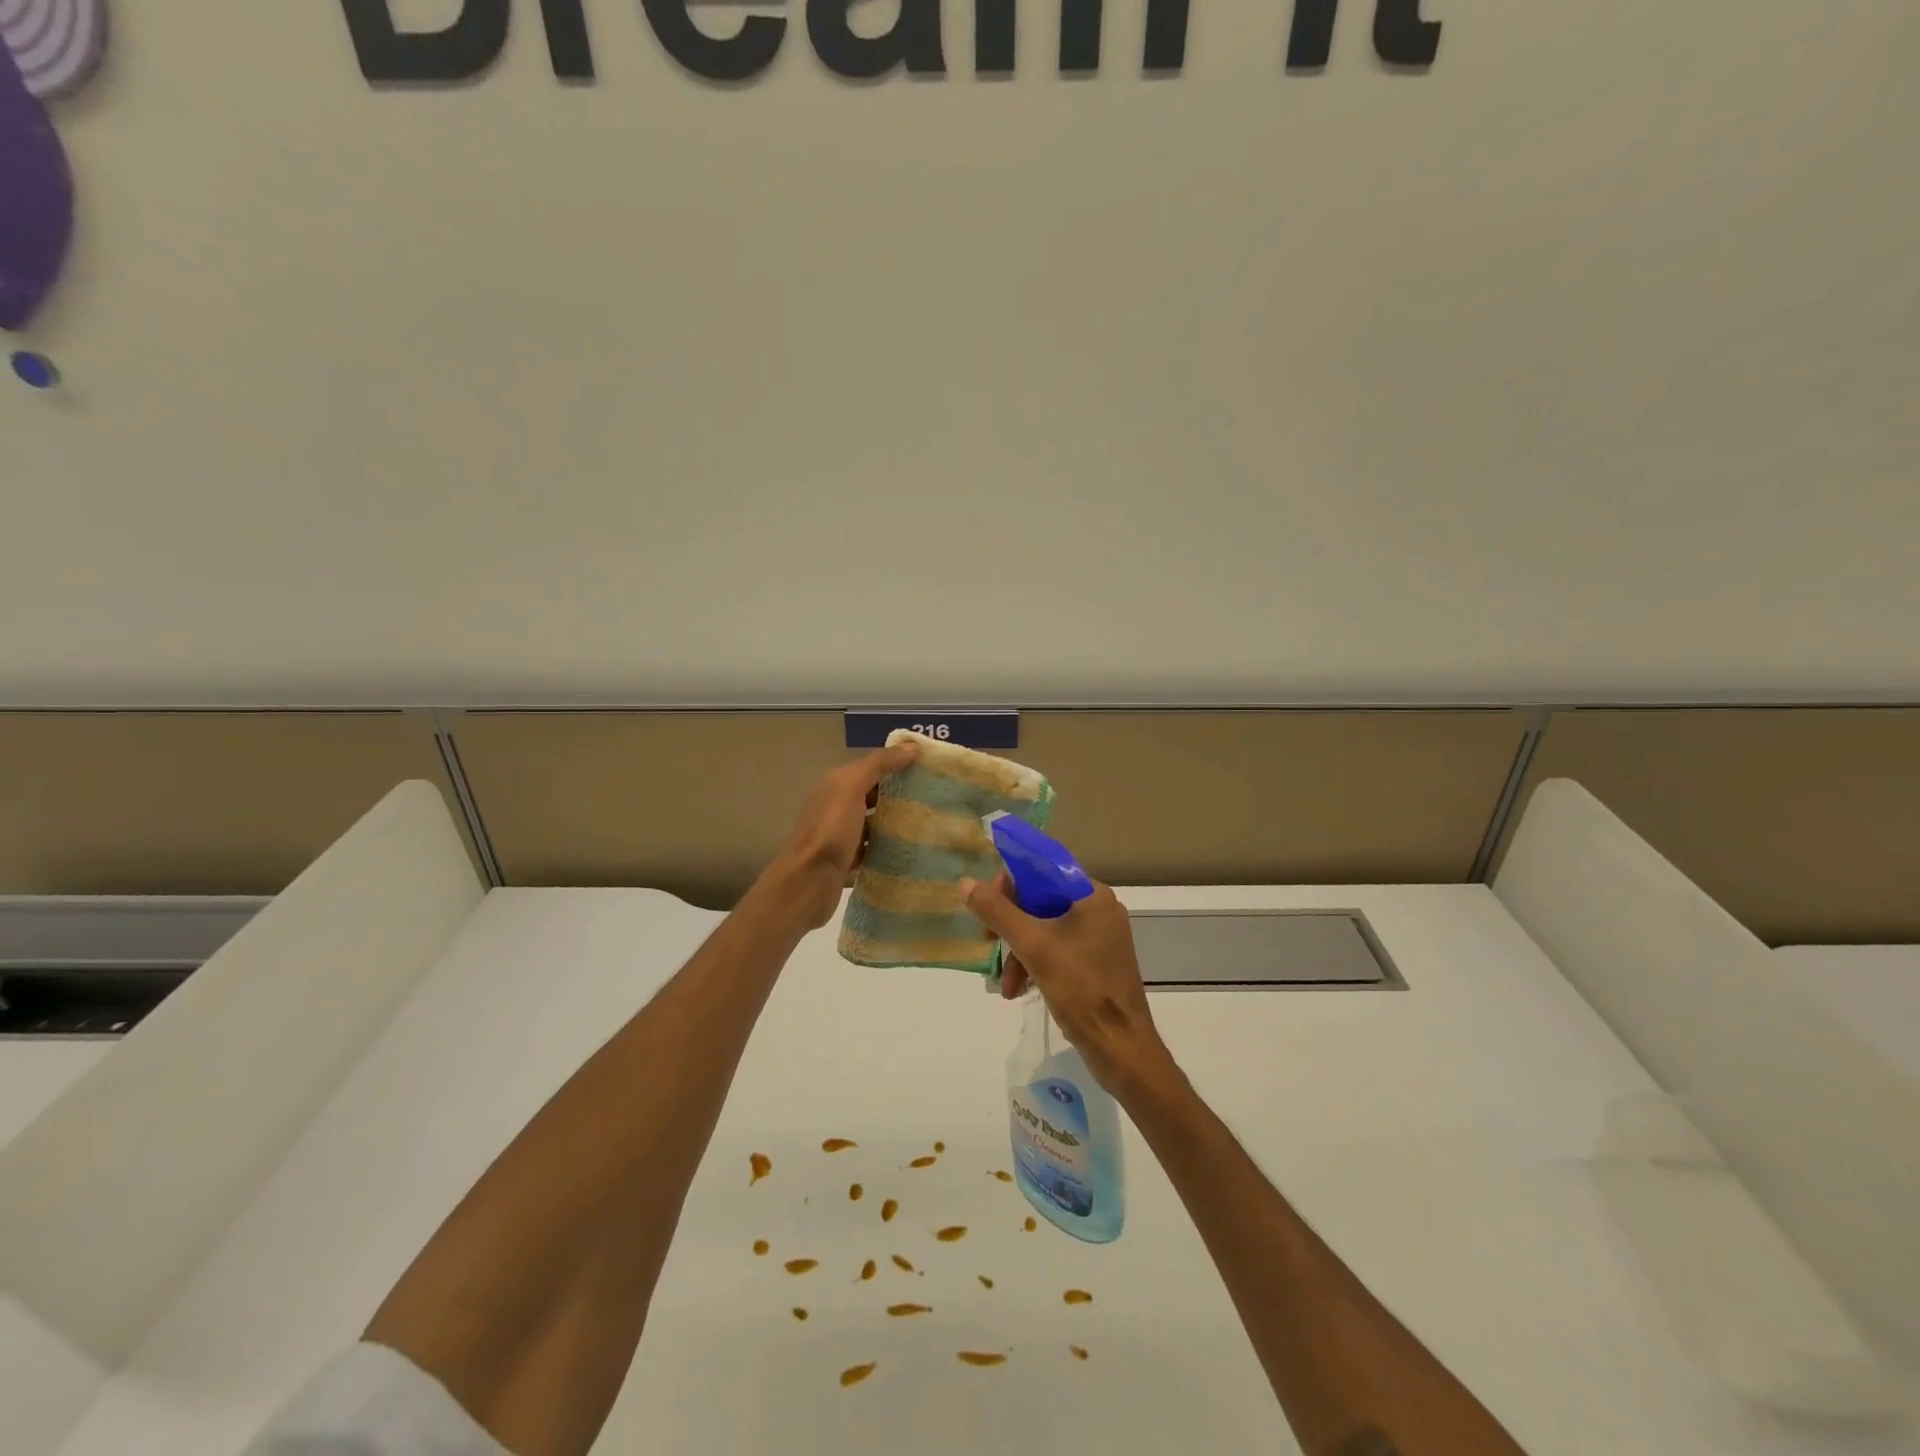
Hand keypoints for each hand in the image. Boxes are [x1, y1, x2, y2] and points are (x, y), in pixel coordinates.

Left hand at [766, 741, 919, 928]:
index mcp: (835, 784)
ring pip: (874, 821)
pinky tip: (910, 848)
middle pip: (873, 793)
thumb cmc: (830, 829)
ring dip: (896, 820)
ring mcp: (840, 834)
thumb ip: (879, 764)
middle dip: (900, 793)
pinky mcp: (847, 859)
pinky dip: (888, 846)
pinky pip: (872, 847)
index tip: (929, 768)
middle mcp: (835, 805)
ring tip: (929, 821)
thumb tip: (911, 747)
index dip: (897, 764)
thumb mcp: (851, 787)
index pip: (871, 767)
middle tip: (935, 796)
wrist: (809, 881)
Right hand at [959, 871, 1174, 1098]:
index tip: (987, 905)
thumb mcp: (1032, 946)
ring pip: (1047, 930)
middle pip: (1042, 902)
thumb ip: (998, 912)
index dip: (1011, 884)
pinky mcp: (1098, 964)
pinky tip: (1019, 990)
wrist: (1121, 1048)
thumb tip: (966, 883)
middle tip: (987, 942)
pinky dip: (1037, 965)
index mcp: (1093, 896)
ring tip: (1004, 984)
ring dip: (1020, 952)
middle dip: (1012, 926)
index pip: (1044, 871)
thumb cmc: (1081, 988)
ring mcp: (1101, 939)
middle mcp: (1100, 910)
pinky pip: (1059, 950)